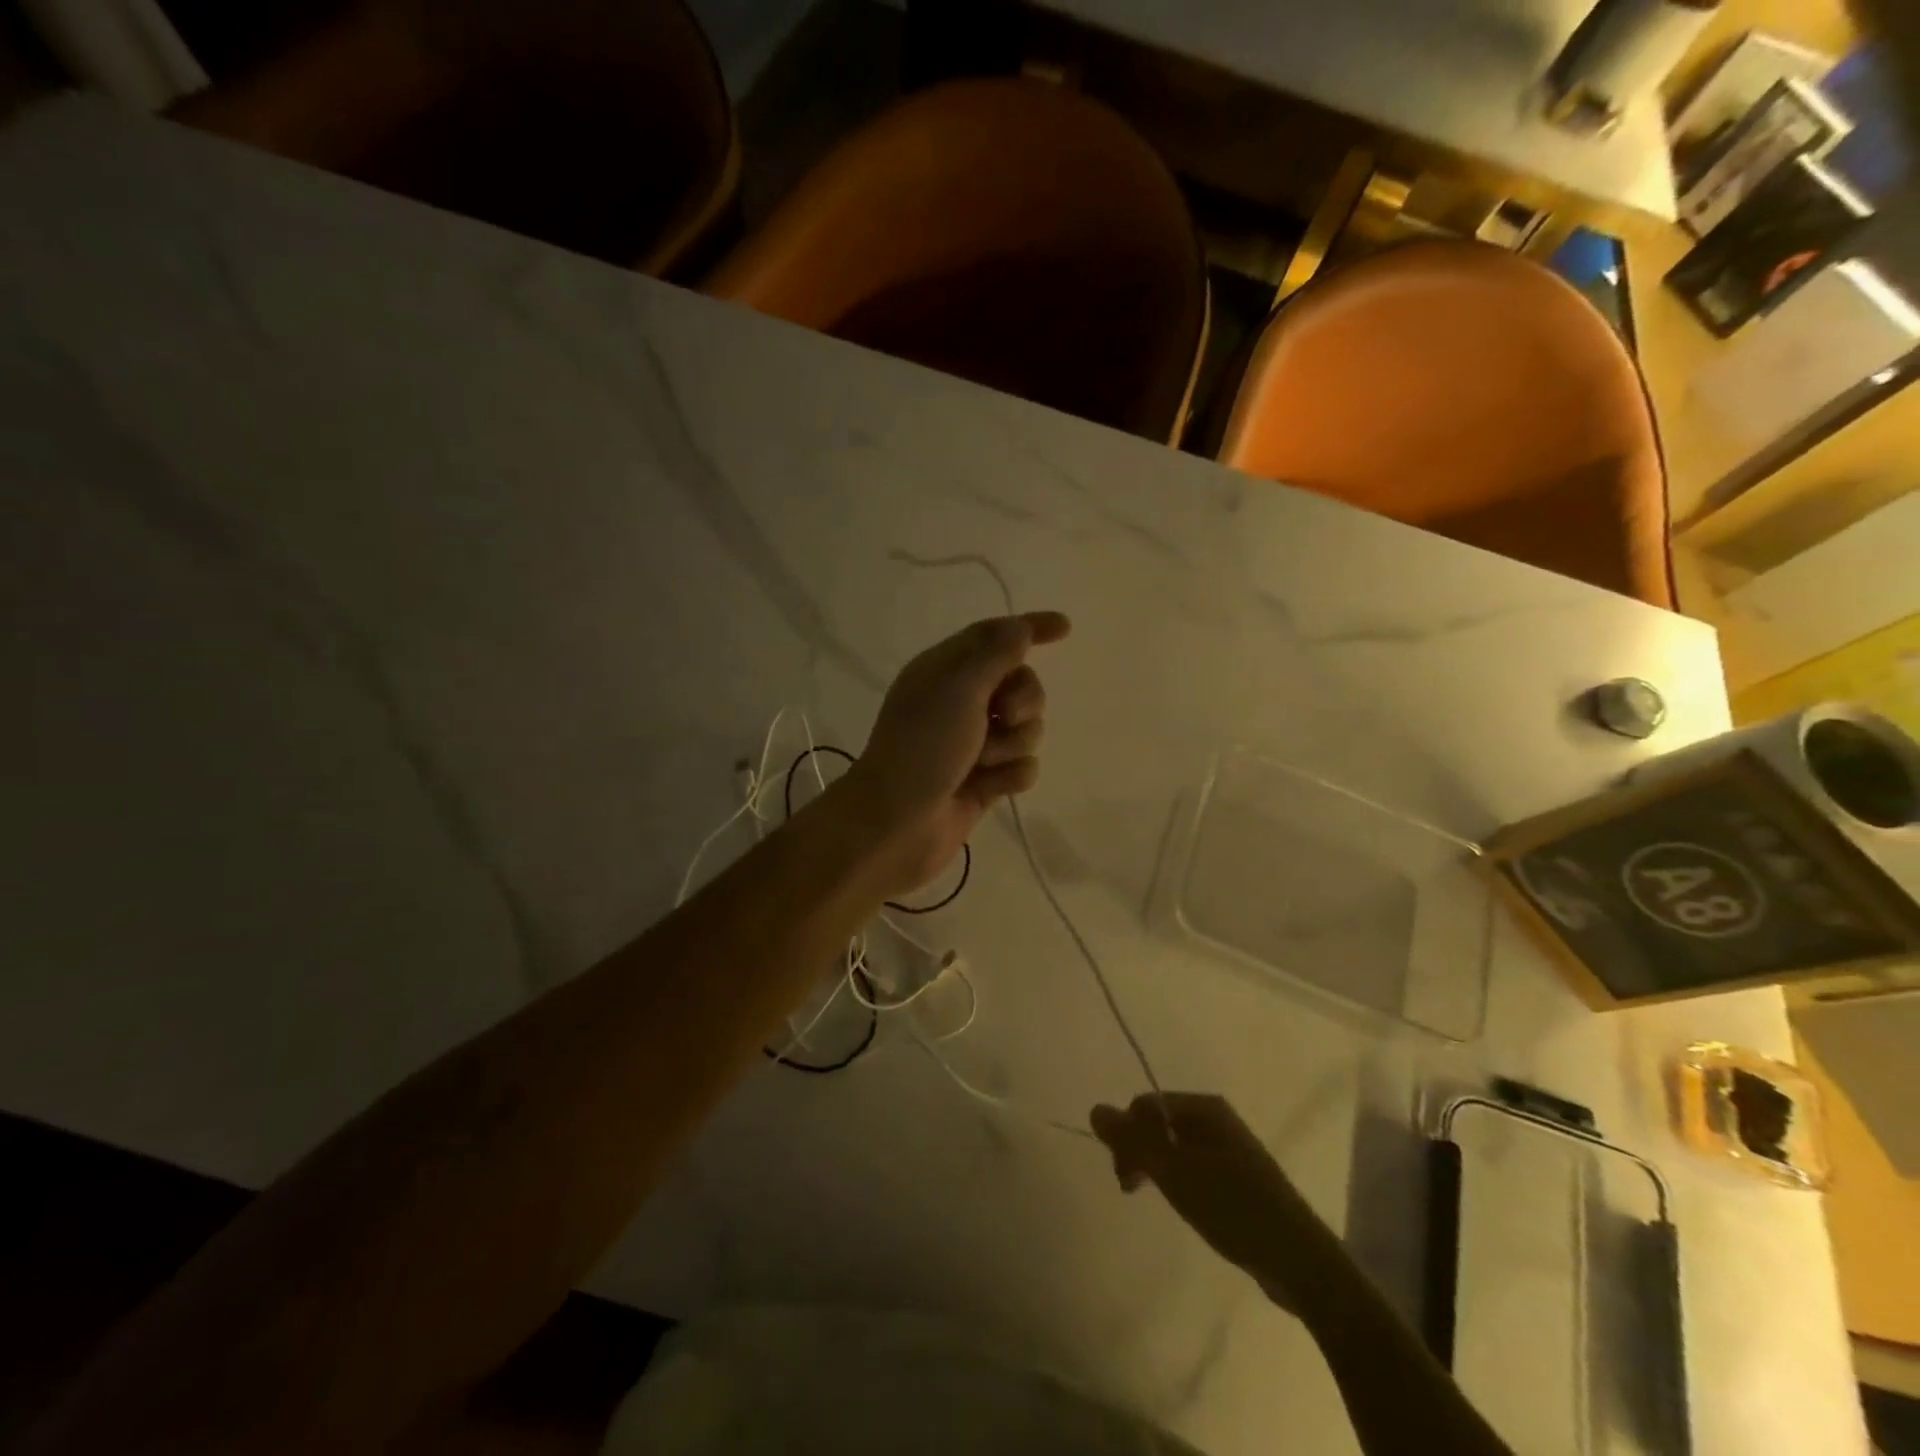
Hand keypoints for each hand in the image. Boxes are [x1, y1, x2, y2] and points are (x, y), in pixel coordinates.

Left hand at [838, 612, 1070, 899]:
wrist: (896, 825)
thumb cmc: (922, 748)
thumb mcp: (958, 690)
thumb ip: (995, 655)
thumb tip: (1019, 627)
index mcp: (945, 670)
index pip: (994, 636)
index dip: (1029, 628)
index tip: (1065, 628)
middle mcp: (961, 702)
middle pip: (1021, 685)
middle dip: (1024, 701)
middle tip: (1004, 717)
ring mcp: (974, 744)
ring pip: (1026, 729)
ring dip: (1012, 745)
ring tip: (982, 762)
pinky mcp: (985, 780)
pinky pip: (1022, 767)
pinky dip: (1010, 775)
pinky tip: (987, 788)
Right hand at [1091, 1093, 1336, 1316]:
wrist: (1300, 1261)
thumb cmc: (1232, 1207)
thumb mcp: (1175, 1173)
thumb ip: (1132, 1141)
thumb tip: (1094, 1108)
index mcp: (1204, 1107)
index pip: (1145, 1105)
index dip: (1126, 1134)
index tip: (1124, 1177)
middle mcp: (1217, 1119)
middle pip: (1159, 1123)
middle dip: (1138, 1151)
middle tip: (1131, 1190)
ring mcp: (1231, 1148)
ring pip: (1176, 1147)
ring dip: (1157, 1168)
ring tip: (1157, 1200)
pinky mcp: (1239, 1179)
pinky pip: (1195, 1167)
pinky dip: (1180, 1181)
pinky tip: (1186, 1206)